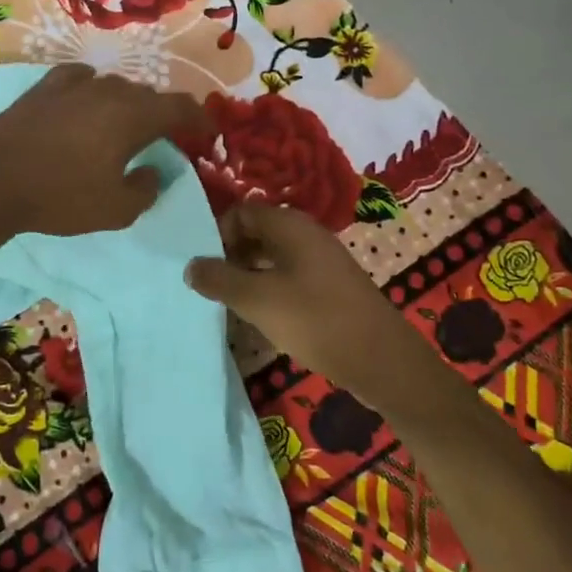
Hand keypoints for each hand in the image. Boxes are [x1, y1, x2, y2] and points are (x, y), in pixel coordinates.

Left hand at [0, 63, 210, 236]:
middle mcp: (109, 90)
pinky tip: (87, 100)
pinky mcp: (45, 87)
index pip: (180, 107)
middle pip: (148, 95)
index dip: (200, 119)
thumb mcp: (116, 209)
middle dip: (163, 115)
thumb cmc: (60, 197)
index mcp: (133, 116)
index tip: (208, 132)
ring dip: (128, 104)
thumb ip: (146, 189)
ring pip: (115, 86)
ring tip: (124, 125)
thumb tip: (153, 171)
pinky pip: (81, 78)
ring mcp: (74, 84)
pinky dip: (93, 89)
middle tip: (165, 137)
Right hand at [184, 202, 447, 408]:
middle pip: (257, 233)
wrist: (380, 359)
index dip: (217, 233)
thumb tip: (190, 265)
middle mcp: (307, 235)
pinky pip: (289, 277)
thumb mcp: (258, 300)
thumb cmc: (315, 320)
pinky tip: (260, 318)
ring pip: (272, 258)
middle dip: (230, 256)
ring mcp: (322, 262)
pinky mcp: (330, 288)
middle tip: (210, 287)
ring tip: (228, 304)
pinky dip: (269, 291)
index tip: (202, 265)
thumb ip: (220, 280)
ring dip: (247, 276)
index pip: (242, 212)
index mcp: (291, 225)